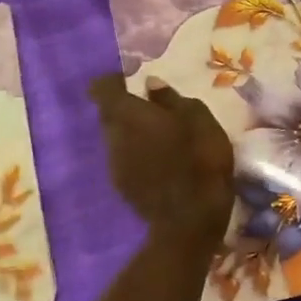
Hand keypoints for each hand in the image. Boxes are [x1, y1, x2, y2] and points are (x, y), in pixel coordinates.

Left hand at [89, 75, 234, 247]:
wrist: (190, 219)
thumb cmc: (199, 159)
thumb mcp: (198, 119)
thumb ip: (172, 98)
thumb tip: (151, 84)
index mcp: (128, 114)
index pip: (102, 88)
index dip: (114, 81)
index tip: (133, 81)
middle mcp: (112, 137)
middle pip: (110, 115)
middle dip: (128, 109)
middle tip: (156, 111)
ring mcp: (114, 165)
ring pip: (118, 139)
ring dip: (135, 135)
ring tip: (164, 139)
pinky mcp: (123, 188)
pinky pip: (127, 161)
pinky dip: (140, 156)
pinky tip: (164, 164)